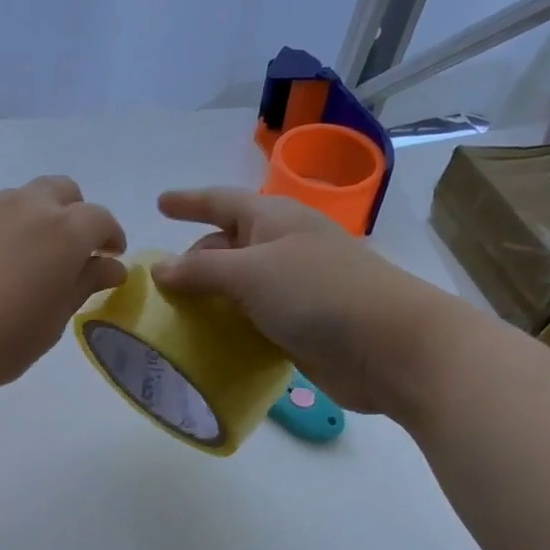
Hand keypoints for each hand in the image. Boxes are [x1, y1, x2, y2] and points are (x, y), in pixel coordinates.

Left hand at [0, 176, 125, 415]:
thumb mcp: (51, 321)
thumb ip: (82, 285)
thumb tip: (109, 265)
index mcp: (63, 231)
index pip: (100, 218)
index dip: (111, 237)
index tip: (111, 260)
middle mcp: (27, 207)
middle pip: (63, 192)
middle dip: (76, 216)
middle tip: (74, 254)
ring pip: (25, 198)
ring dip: (40, 218)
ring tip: (33, 260)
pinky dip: (8, 227)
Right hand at [151, 187, 469, 415]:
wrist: (389, 347)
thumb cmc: (318, 293)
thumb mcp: (250, 273)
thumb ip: (201, 270)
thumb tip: (160, 269)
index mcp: (273, 220)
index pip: (221, 202)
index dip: (189, 202)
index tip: (159, 204)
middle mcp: (282, 248)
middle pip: (227, 244)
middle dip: (195, 258)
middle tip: (159, 282)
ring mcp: (294, 288)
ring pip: (239, 285)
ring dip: (209, 297)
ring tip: (173, 314)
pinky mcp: (300, 325)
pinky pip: (252, 318)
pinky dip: (228, 326)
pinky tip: (205, 342)